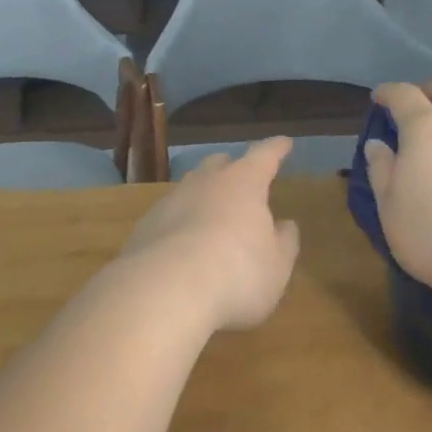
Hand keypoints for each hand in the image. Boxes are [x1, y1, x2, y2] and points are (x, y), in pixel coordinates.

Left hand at [119, 137, 300, 331]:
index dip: (276, 149)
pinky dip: (180, 223)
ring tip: (212, 212)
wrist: (164, 289)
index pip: (264, 156)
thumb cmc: (237, 272)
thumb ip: (284, 242)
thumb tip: (286, 225)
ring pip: (191, 187)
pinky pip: (169, 216)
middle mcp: (206, 183)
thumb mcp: (276, 265)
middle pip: (219, 164)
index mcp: (244, 183)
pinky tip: (183, 244)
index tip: (284, 142)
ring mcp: (171, 201)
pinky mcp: (146, 226)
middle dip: (232, 167)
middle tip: (242, 178)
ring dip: (203, 195)